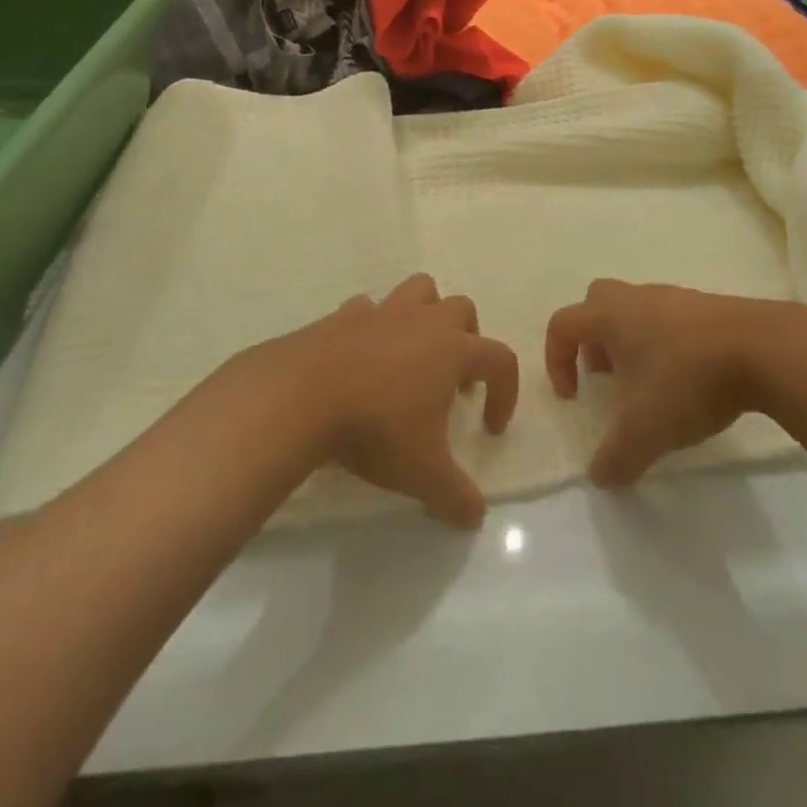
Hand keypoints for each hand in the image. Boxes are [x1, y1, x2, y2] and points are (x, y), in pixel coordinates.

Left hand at [271, 274, 518, 527]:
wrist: (300, 396)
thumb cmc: (374, 429)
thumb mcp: (422, 474)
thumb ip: (455, 496)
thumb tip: (475, 517)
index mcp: (452, 350)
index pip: (500, 359)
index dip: (505, 391)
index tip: (490, 428)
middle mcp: (422, 322)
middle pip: (462, 309)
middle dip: (468, 339)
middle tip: (455, 381)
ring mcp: (381, 313)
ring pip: (417, 290)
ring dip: (425, 314)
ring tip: (414, 353)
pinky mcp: (342, 315)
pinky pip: (368, 309)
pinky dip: (374, 326)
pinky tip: (362, 357)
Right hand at [546, 280, 806, 486]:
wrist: (763, 349)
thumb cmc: (687, 380)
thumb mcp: (645, 431)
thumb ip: (615, 458)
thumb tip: (600, 477)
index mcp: (610, 316)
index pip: (563, 324)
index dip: (556, 359)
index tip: (573, 396)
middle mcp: (637, 298)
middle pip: (597, 303)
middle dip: (593, 339)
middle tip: (606, 376)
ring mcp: (676, 298)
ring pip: (637, 310)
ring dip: (632, 342)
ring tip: (650, 384)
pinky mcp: (710, 307)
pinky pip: (673, 319)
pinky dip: (668, 344)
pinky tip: (688, 379)